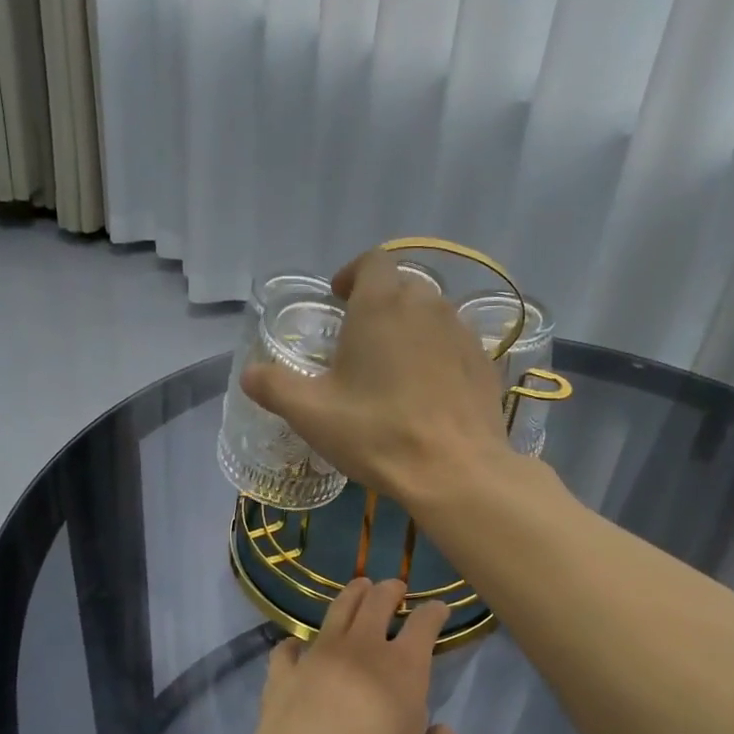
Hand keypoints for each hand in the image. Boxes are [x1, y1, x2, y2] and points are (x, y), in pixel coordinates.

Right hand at [240, 250, 511, 502]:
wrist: (456, 471)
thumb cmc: (377, 433)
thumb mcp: (311, 413)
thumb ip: (274, 385)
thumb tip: (249, 373)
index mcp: (382, 304)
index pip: (371, 261)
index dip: (352, 274)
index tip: (338, 300)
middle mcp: (427, 305)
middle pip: (402, 286)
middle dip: (379, 304)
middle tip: (359, 341)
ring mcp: (462, 333)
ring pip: (431, 315)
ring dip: (409, 329)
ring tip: (392, 368)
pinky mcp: (484, 363)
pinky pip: (454, 345)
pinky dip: (436, 356)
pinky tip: (426, 392)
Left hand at [248, 578, 463, 733]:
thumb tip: (442, 732)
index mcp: (404, 666)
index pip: (425, 623)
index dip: (435, 611)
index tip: (439, 608)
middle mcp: (362, 648)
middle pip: (378, 601)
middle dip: (391, 589)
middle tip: (395, 587)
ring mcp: (318, 655)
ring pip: (337, 610)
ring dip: (352, 595)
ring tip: (358, 588)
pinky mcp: (283, 673)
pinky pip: (287, 649)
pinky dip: (295, 645)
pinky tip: (296, 648)